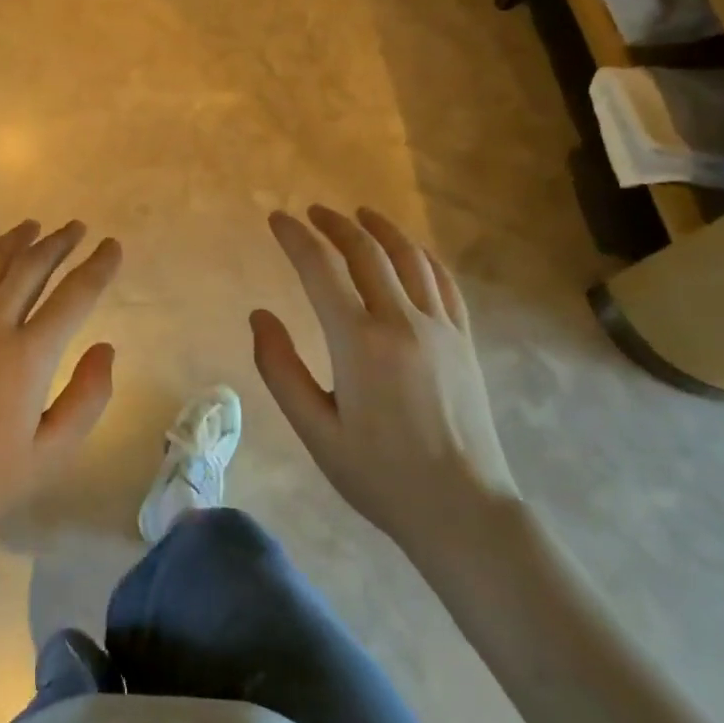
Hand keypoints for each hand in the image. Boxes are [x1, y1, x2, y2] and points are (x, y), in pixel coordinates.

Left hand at [0, 221, 121, 548]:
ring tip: (34, 227)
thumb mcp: (53, 453)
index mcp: (28, 357)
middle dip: (59, 242)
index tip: (112, 246)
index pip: (74, 295)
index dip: (98, 266)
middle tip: (77, 228)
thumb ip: (89, 397)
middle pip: (31, 266)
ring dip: (16, 240)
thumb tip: (106, 346)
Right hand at [253, 206, 519, 551]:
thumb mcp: (315, 431)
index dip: (295, 238)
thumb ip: (280, 369)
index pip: (320, 269)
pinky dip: (421, 255)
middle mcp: (401, 321)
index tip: (276, 218)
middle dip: (334, 224)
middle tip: (312, 212)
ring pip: (408, 257)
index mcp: (358, 342)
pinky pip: (443, 281)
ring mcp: (439, 327)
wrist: (464, 511)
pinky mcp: (464, 339)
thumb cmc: (381, 476)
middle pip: (365, 251)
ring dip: (379, 228)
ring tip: (359, 214)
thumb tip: (259, 315)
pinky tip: (410, 252)